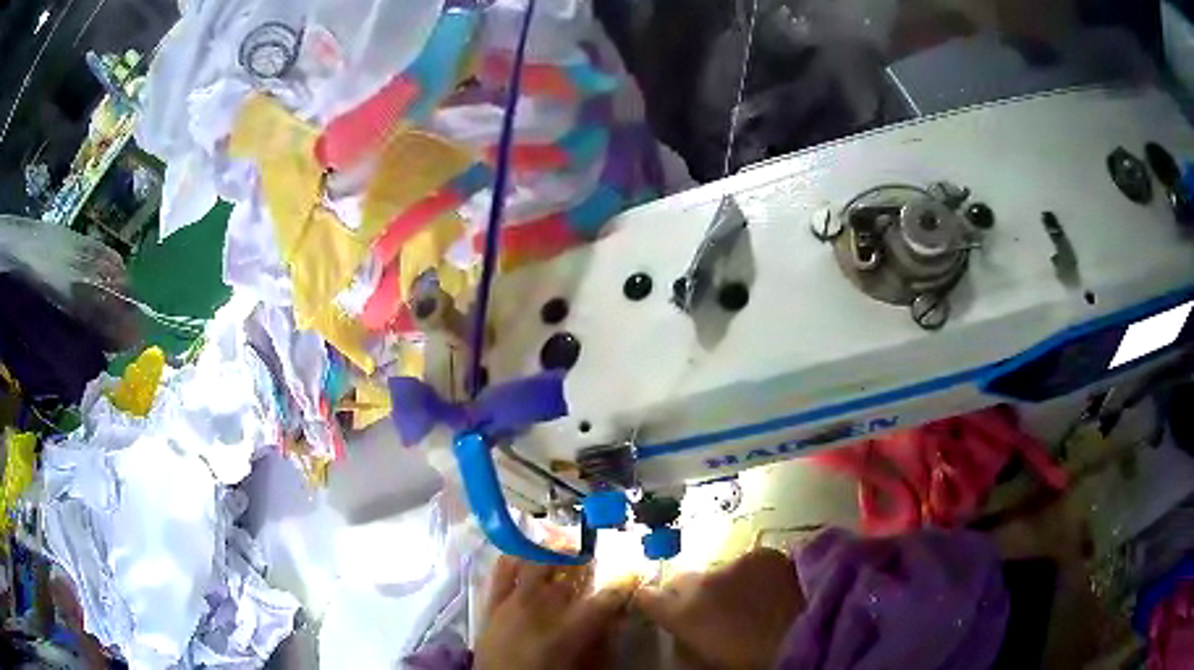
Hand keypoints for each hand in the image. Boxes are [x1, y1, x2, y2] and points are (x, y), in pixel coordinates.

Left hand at [474, 555, 638, 669]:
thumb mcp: (585, 665)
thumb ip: (604, 641)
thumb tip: (618, 618)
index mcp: (571, 628)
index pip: (607, 597)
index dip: (625, 583)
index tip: (633, 576)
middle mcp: (543, 607)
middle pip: (571, 572)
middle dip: (588, 563)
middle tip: (596, 563)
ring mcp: (515, 601)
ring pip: (538, 562)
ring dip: (555, 555)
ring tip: (564, 553)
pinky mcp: (492, 602)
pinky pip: (502, 569)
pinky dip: (516, 557)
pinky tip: (526, 555)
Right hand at [635, 548, 804, 669]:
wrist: (810, 638)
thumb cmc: (751, 661)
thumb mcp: (706, 660)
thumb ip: (685, 638)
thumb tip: (680, 629)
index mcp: (683, 612)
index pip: (648, 597)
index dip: (652, 603)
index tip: (659, 609)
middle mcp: (704, 580)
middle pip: (682, 580)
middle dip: (690, 593)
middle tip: (712, 612)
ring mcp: (737, 563)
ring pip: (718, 570)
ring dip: (725, 583)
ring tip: (748, 601)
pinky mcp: (766, 554)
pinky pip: (748, 563)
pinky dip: (752, 574)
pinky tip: (770, 589)